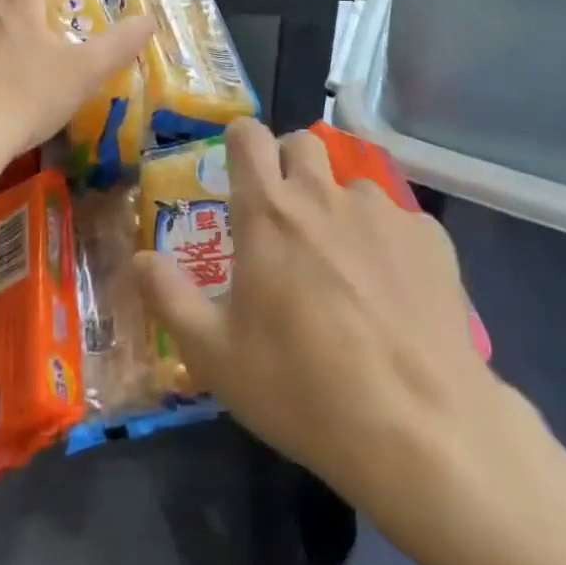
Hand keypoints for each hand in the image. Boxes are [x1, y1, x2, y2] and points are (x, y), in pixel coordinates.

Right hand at [133, 120, 503, 506]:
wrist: (418, 428)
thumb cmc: (302, 388)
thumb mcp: (215, 356)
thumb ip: (169, 298)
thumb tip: (136, 258)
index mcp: (268, 211)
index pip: (248, 136)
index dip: (240, 139)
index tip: (239, 163)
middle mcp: (323, 194)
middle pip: (303, 142)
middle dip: (289, 163)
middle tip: (286, 215)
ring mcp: (382, 211)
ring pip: (352, 186)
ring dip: (340, 210)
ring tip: (346, 270)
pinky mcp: (429, 236)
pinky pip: (400, 222)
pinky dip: (388, 244)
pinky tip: (394, 297)